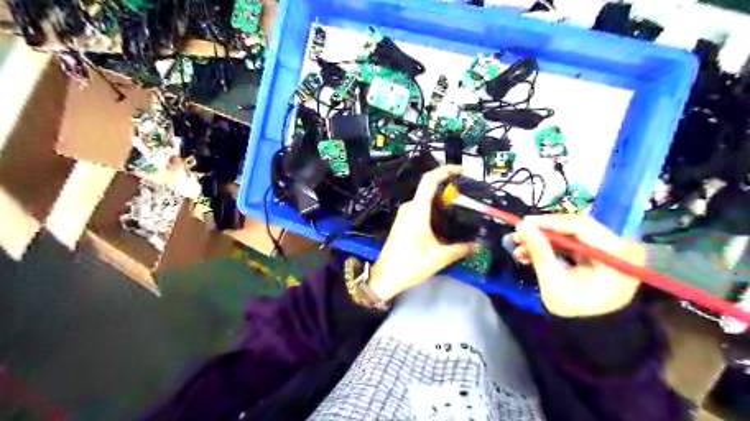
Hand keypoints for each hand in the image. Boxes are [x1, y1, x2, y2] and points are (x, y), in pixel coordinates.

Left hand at [368, 164, 472, 301]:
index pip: (429, 180)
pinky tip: (445, 221)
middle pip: (429, 189)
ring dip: (441, 201)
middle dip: (448, 189)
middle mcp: (409, 208)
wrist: (385, 277)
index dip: (445, 170)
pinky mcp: (402, 223)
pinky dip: (433, 210)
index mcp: (417, 210)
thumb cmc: (410, 264)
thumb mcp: (439, 257)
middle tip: (468, 196)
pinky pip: (420, 209)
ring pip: (425, 200)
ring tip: (460, 208)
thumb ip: (461, 249)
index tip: (462, 170)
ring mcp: (404, 215)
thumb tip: (479, 245)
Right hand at [516, 216, 643, 317]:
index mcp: (617, 255)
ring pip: (570, 235)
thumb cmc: (577, 311)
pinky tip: (530, 253)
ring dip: (543, 240)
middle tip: (518, 235)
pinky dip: (551, 247)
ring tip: (519, 248)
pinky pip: (572, 243)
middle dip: (543, 232)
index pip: (582, 227)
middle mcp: (619, 246)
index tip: (524, 223)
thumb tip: (522, 227)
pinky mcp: (599, 253)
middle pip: (576, 229)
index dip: (550, 222)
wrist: (594, 332)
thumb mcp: (554, 283)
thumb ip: (540, 252)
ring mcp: (610, 249)